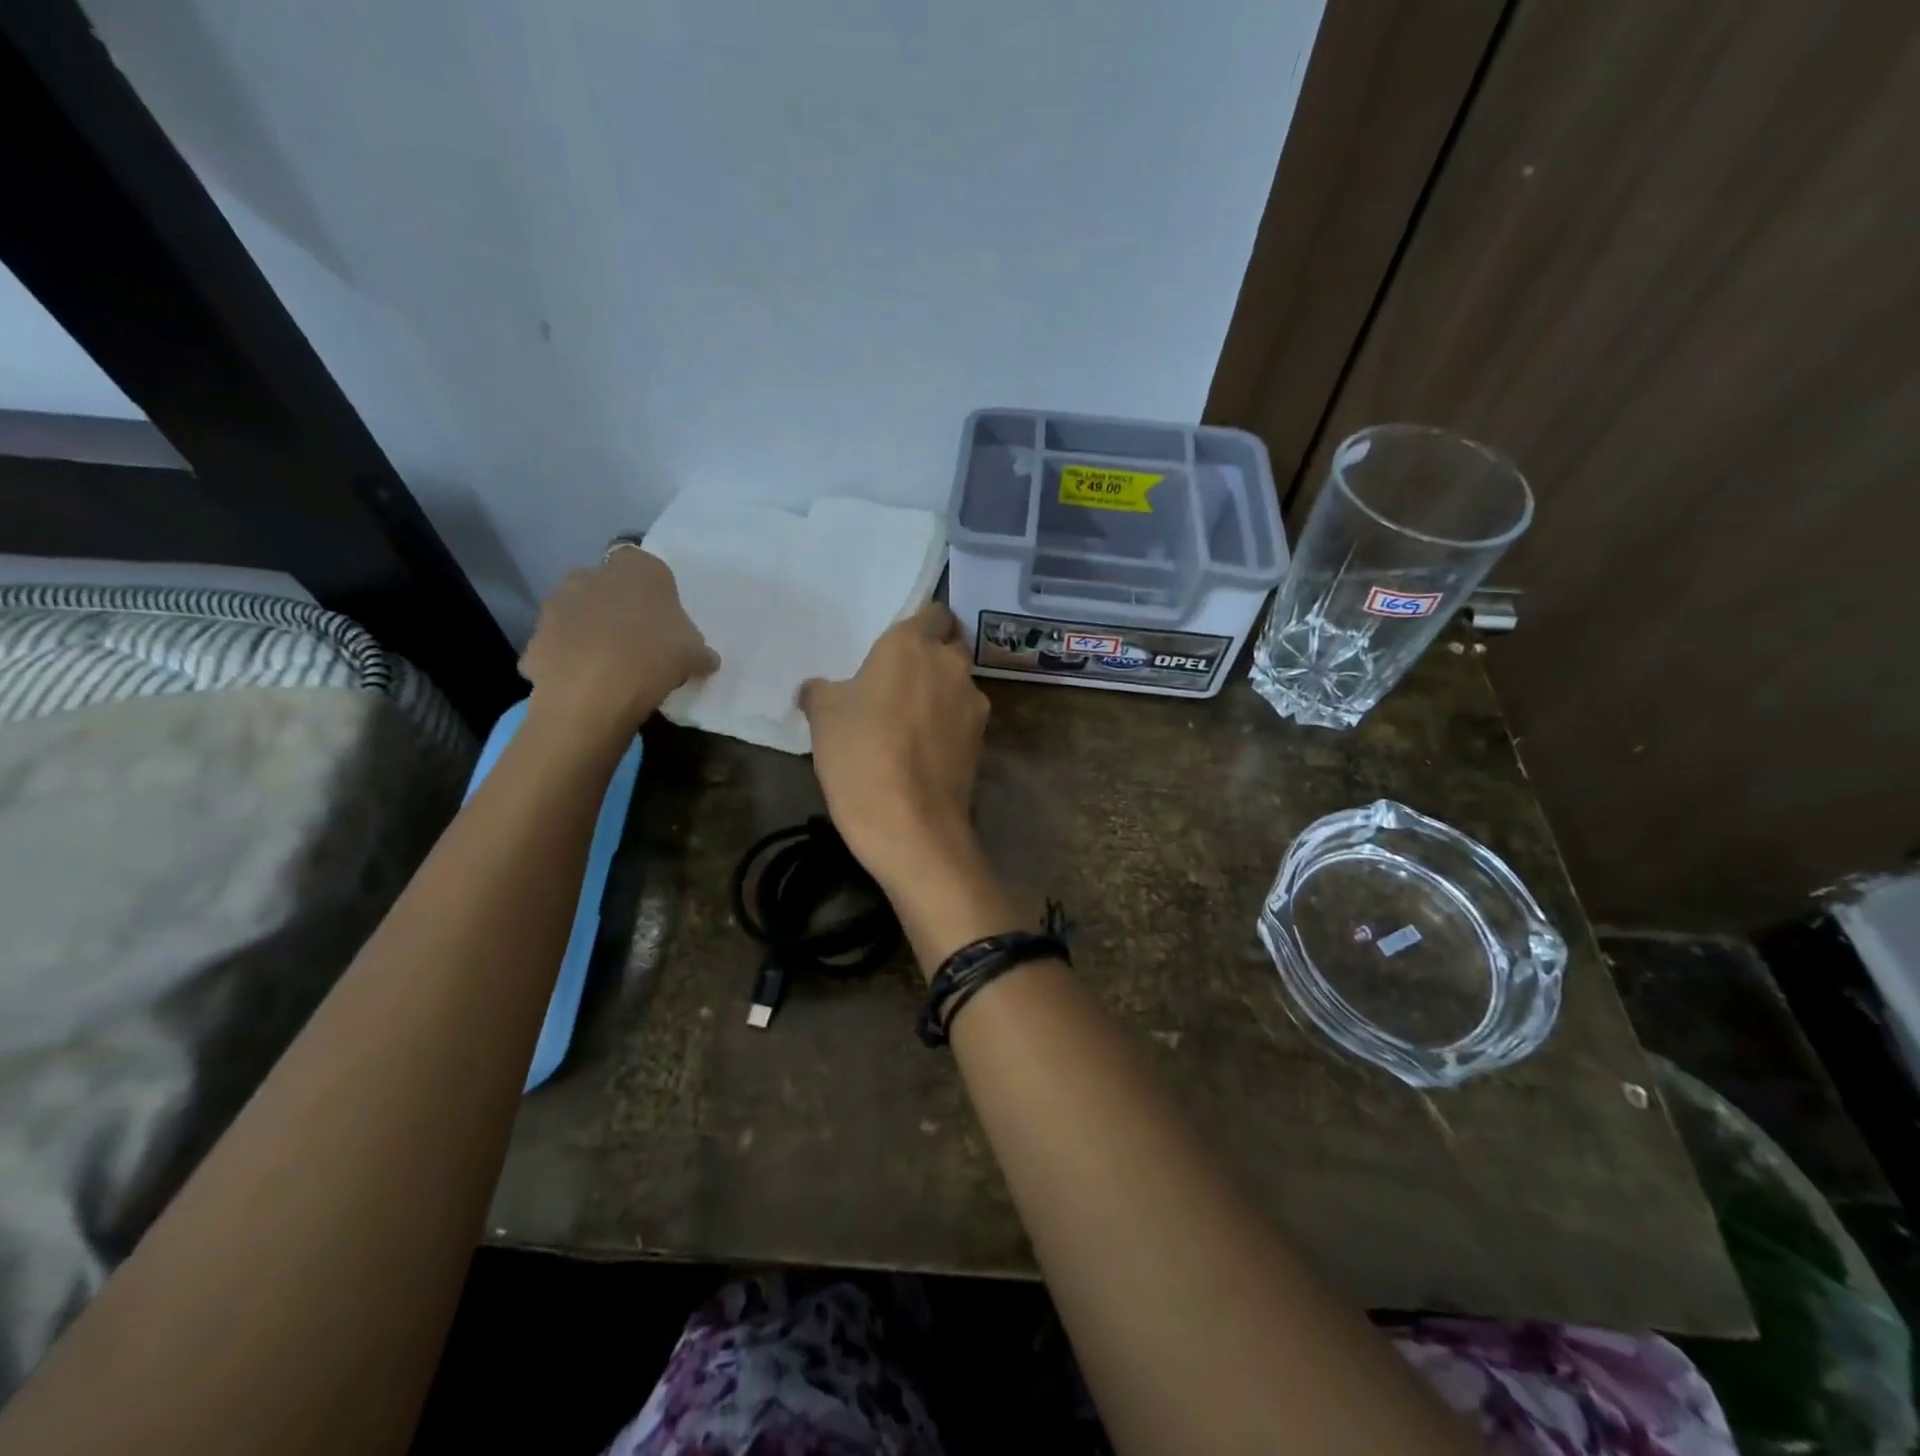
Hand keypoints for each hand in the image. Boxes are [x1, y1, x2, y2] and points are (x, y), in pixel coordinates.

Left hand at [519, 545, 717, 744]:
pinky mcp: (536, 636)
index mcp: (637, 569)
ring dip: (590, 630)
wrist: (592, 692)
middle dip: (617, 607)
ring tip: (610, 665)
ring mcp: (558, 603)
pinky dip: (569, 658)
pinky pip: (559, 644)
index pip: (645, 565)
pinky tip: (586, 682)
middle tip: (637, 641)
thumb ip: (699, 649)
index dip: (653, 591)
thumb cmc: (654, 657)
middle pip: (607, 586)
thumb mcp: (695, 654)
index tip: (662, 620)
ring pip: (579, 612)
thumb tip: (705, 658)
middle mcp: (592, 574)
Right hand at [799, 605, 988, 886]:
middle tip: (900, 680)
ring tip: (910, 720)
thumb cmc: (860, 756)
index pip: (933, 612)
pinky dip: (948, 724)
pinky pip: (963, 718)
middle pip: (950, 645)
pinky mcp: (982, 740)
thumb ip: (822, 692)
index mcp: (911, 645)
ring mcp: (973, 704)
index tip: (899, 645)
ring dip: (941, 692)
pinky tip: (924, 749)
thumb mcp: (824, 719)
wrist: (911, 825)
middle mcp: (950, 665)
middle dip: (932, 656)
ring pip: (959, 684)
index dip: (920, 624)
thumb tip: (817, 689)